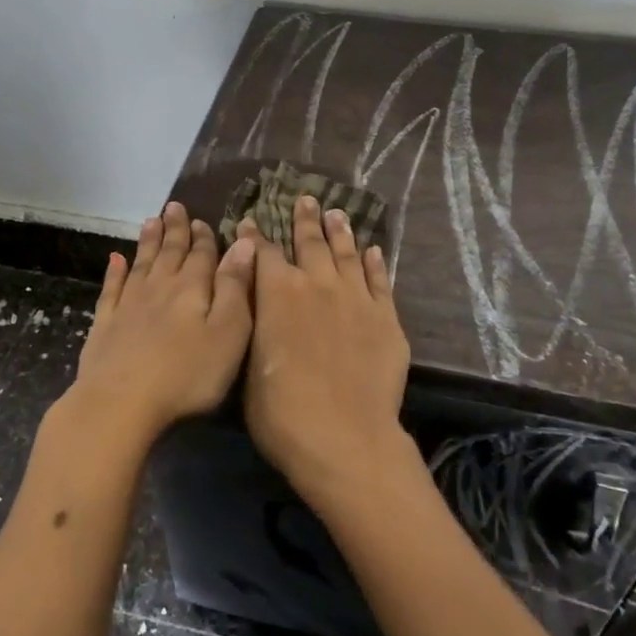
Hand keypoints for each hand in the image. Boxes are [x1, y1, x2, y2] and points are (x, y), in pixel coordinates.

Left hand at [61, 201, 254, 449]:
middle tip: (174, 207)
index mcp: (192, 288)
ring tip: (151, 221)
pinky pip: (111, 289)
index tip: (201, 220)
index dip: (204, 238)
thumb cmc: (187, 373)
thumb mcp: (228, 332)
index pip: (202, 255)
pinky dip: (114, 272)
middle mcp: (160, 288)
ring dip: (148, 242)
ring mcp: (129, 305)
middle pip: (170, 252)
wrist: (121, 402)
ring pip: (142, 264)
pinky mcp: (105, 325)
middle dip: (175, 230)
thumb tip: (244, 243)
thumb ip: (235, 286)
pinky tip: (115, 259)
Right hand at [242, 195, 414, 512]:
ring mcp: (355, 298)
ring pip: (347, 253)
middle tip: (306, 198)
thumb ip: (255, 323)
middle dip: (304, 219)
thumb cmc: (282, 411)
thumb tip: (254, 298)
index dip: (254, 236)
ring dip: (340, 231)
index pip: (263, 253)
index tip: (249, 220)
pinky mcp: (386, 317)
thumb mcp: (249, 365)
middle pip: (310, 242)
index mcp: (277, 293)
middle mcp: (317, 283)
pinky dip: (375, 263)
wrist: (344, 436)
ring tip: (337, 212)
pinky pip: (380, 281)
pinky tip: (374, 251)